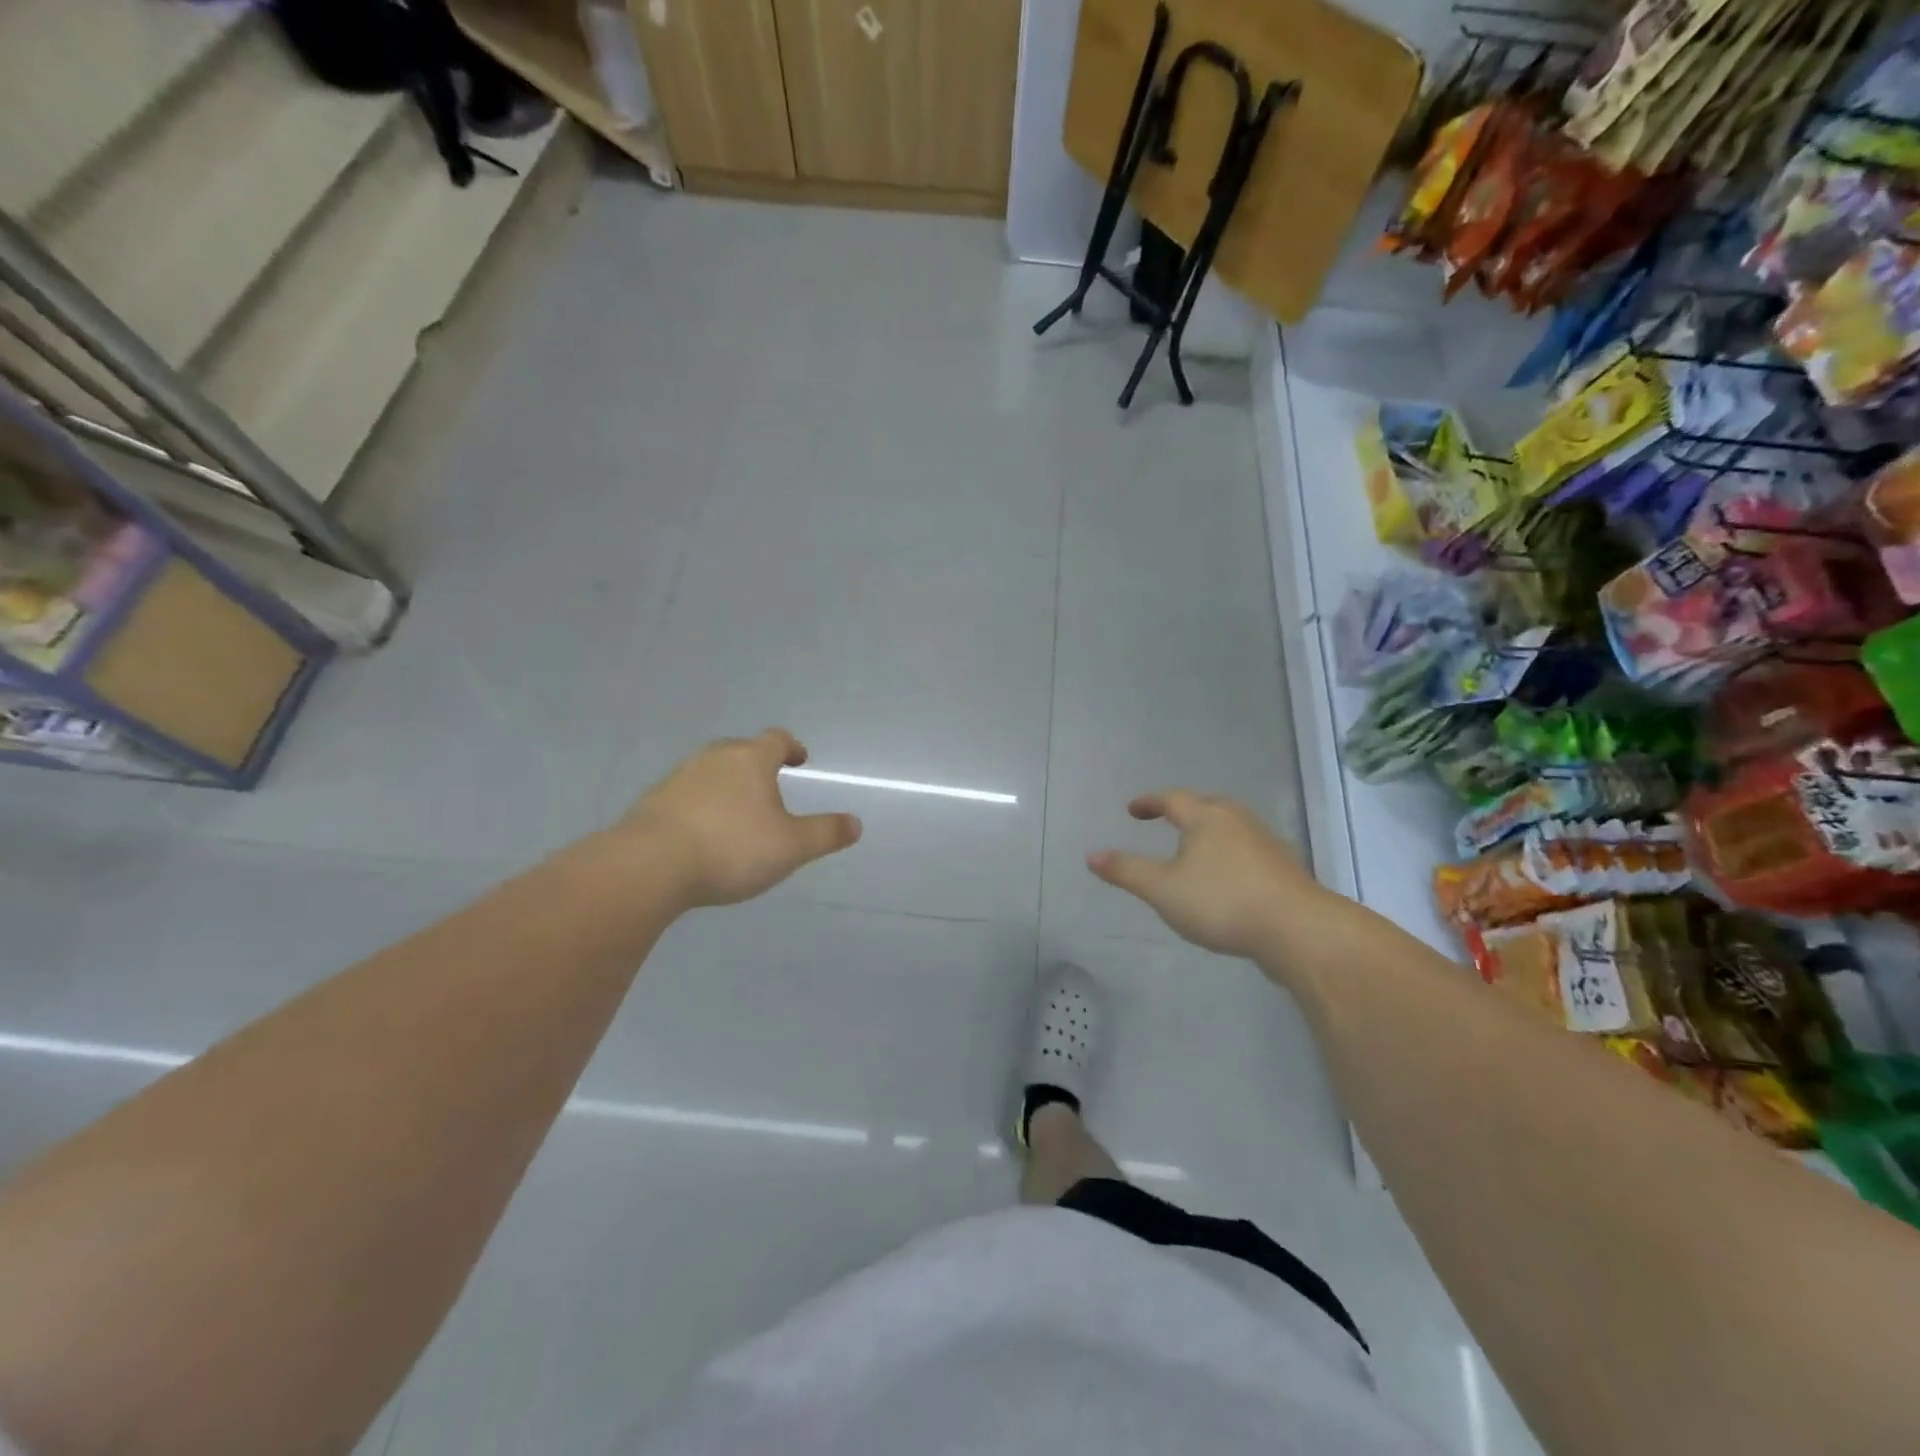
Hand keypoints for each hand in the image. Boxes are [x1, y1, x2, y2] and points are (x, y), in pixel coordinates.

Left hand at [618, 730, 861, 907]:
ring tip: (738, 812)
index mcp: (751, 759)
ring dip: (728, 785)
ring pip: (712, 771)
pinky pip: (687, 794)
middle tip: (771, 786)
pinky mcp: (654, 801)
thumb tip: (855, 824)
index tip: (800, 760)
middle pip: (742, 751)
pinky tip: (704, 833)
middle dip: (759, 765)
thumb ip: (825, 833)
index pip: (777, 740)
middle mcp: (715, 757)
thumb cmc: (731, 848)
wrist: (650, 865)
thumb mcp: (791, 847)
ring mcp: (680, 777)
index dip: (792, 747)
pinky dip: (702, 805)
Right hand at [1087, 790, 1333, 962]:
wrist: (1298, 930)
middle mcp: (1237, 820)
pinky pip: (1248, 848)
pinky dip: (1230, 852)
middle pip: (1206, 805)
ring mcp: (1266, 842)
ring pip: (1231, 826)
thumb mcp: (1162, 889)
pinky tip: (1228, 876)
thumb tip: (1091, 854)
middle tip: (1167, 820)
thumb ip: (1126, 871)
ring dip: (1210, 831)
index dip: (1149, 802)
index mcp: (1206, 817)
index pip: (1172, 799)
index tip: (1133, 809)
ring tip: (1196, 847)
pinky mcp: (1284, 867)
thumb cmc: (1222, 902)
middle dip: (1184, 811)